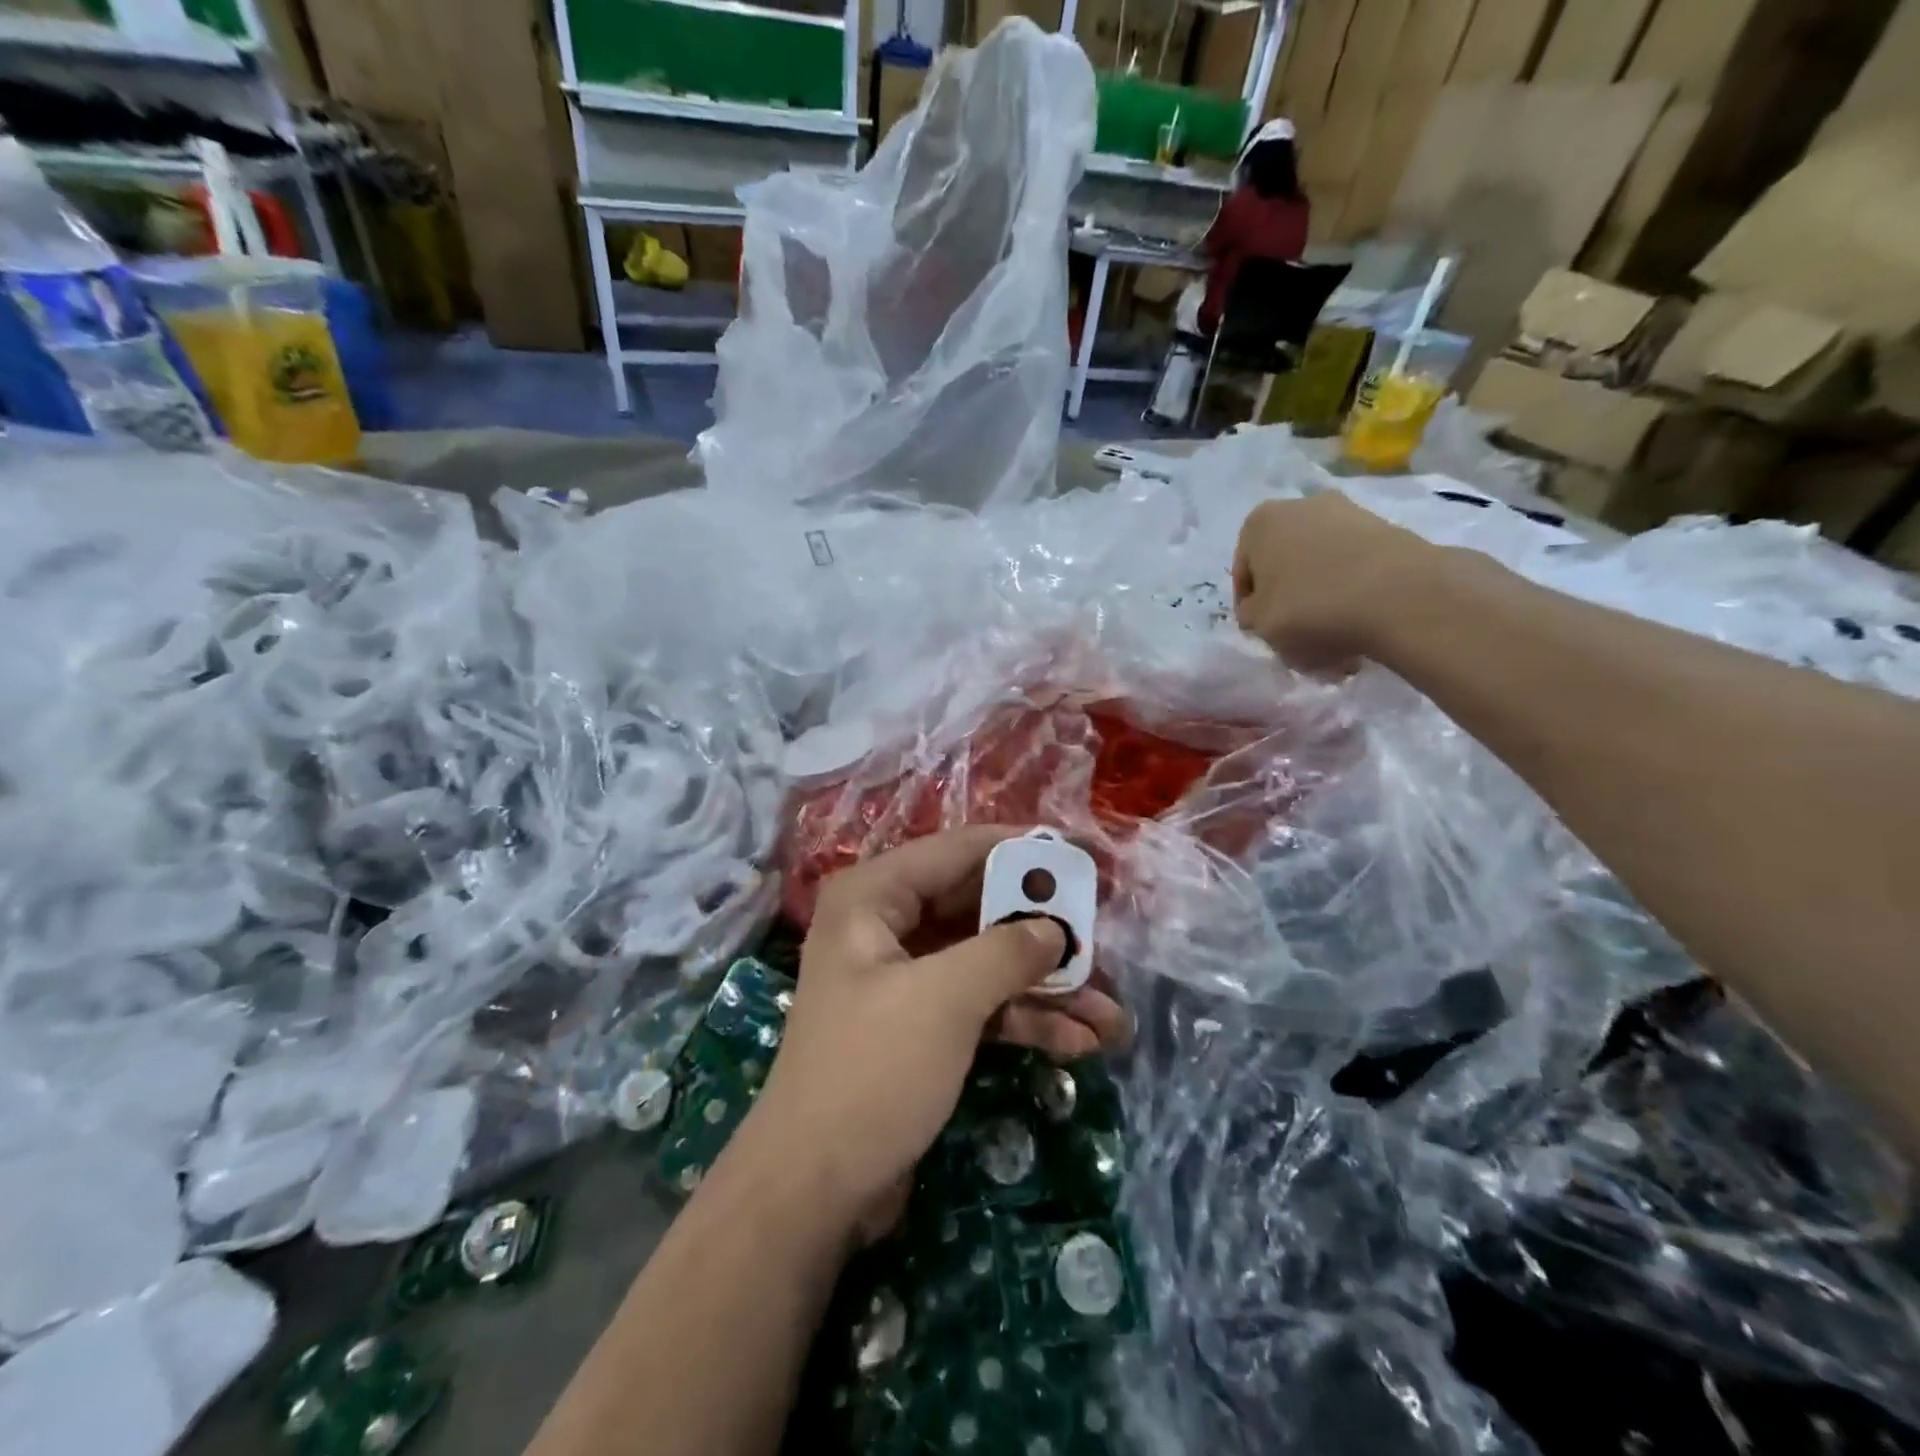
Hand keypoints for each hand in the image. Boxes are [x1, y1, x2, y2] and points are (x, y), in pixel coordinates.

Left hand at [746, 826, 1128, 1232]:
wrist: (814, 1192)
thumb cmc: (872, 1073)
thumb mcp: (945, 1001)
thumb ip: (1006, 951)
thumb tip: (1055, 928)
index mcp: (874, 896)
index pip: (959, 851)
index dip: (1022, 852)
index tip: (1081, 859)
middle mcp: (886, 926)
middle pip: (978, 908)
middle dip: (1042, 931)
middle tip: (1103, 939)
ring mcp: (904, 978)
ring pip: (986, 961)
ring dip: (1045, 986)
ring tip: (1110, 1013)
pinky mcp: (920, 1025)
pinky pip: (980, 1004)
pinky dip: (1024, 1019)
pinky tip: (1079, 1044)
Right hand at [1232, 494, 1437, 670]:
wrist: (1397, 594)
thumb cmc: (1309, 607)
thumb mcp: (1260, 624)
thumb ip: (1251, 614)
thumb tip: (1262, 609)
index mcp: (1259, 523)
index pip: (1244, 572)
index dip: (1250, 607)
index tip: (1263, 631)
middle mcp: (1300, 506)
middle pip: (1284, 562)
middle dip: (1287, 595)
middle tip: (1295, 631)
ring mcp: (1347, 512)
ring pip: (1320, 563)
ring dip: (1320, 594)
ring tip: (1331, 633)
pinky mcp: (1385, 527)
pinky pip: (1354, 564)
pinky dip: (1351, 589)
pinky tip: (1359, 620)